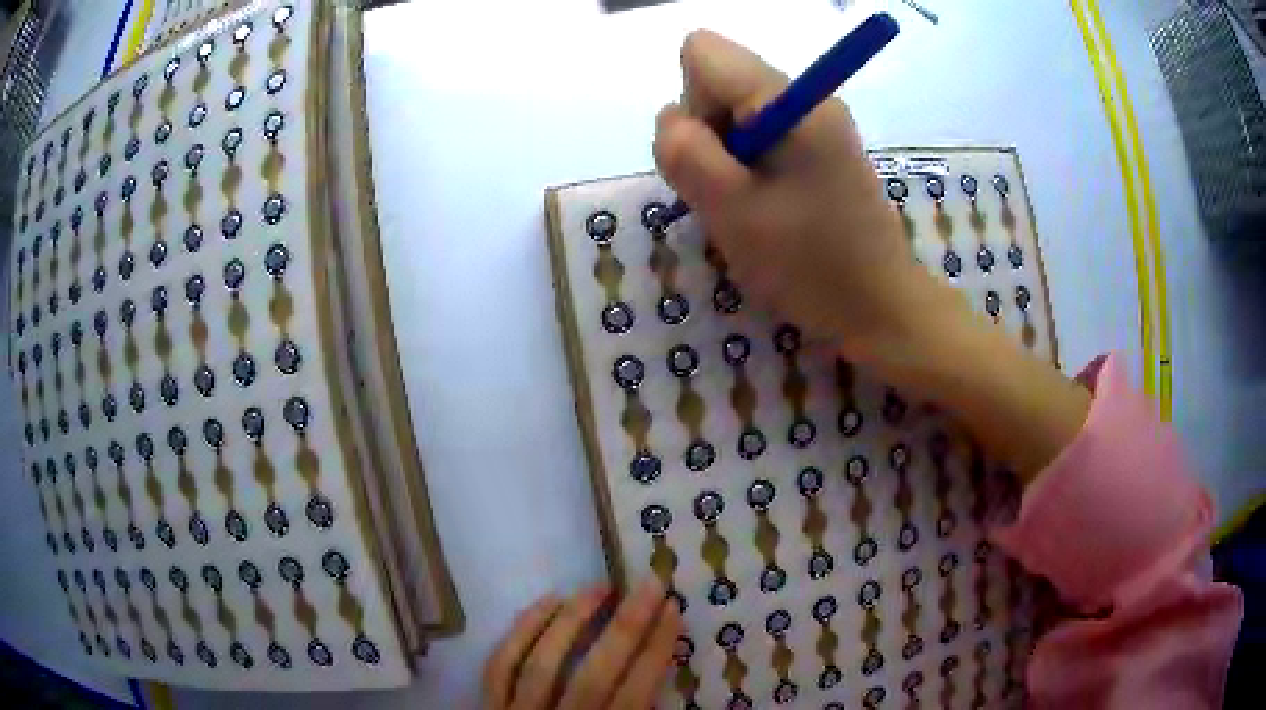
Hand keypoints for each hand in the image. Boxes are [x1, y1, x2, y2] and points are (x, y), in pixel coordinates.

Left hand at [483, 578, 681, 709]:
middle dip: (626, 629)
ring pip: (541, 663)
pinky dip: (521, 630)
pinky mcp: (487, 707)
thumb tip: (663, 678)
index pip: (634, 695)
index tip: (673, 611)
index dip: (656, 652)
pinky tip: (546, 602)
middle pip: (593, 676)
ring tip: (598, 589)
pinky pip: (500, 663)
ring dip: (571, 621)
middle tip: (648, 585)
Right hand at [653, 30, 1089, 482]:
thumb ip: (685, 151)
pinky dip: (746, 169)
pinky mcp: (819, 146)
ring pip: (733, 111)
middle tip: (731, 192)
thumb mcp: (731, 210)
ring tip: (750, 208)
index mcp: (789, 99)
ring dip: (723, 158)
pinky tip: (765, 208)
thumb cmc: (809, 264)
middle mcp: (804, 96)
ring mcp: (815, 121)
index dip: (692, 100)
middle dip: (706, 133)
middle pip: (717, 80)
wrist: (880, 308)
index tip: (715, 156)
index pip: (702, 52)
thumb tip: (674, 116)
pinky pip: (758, 136)